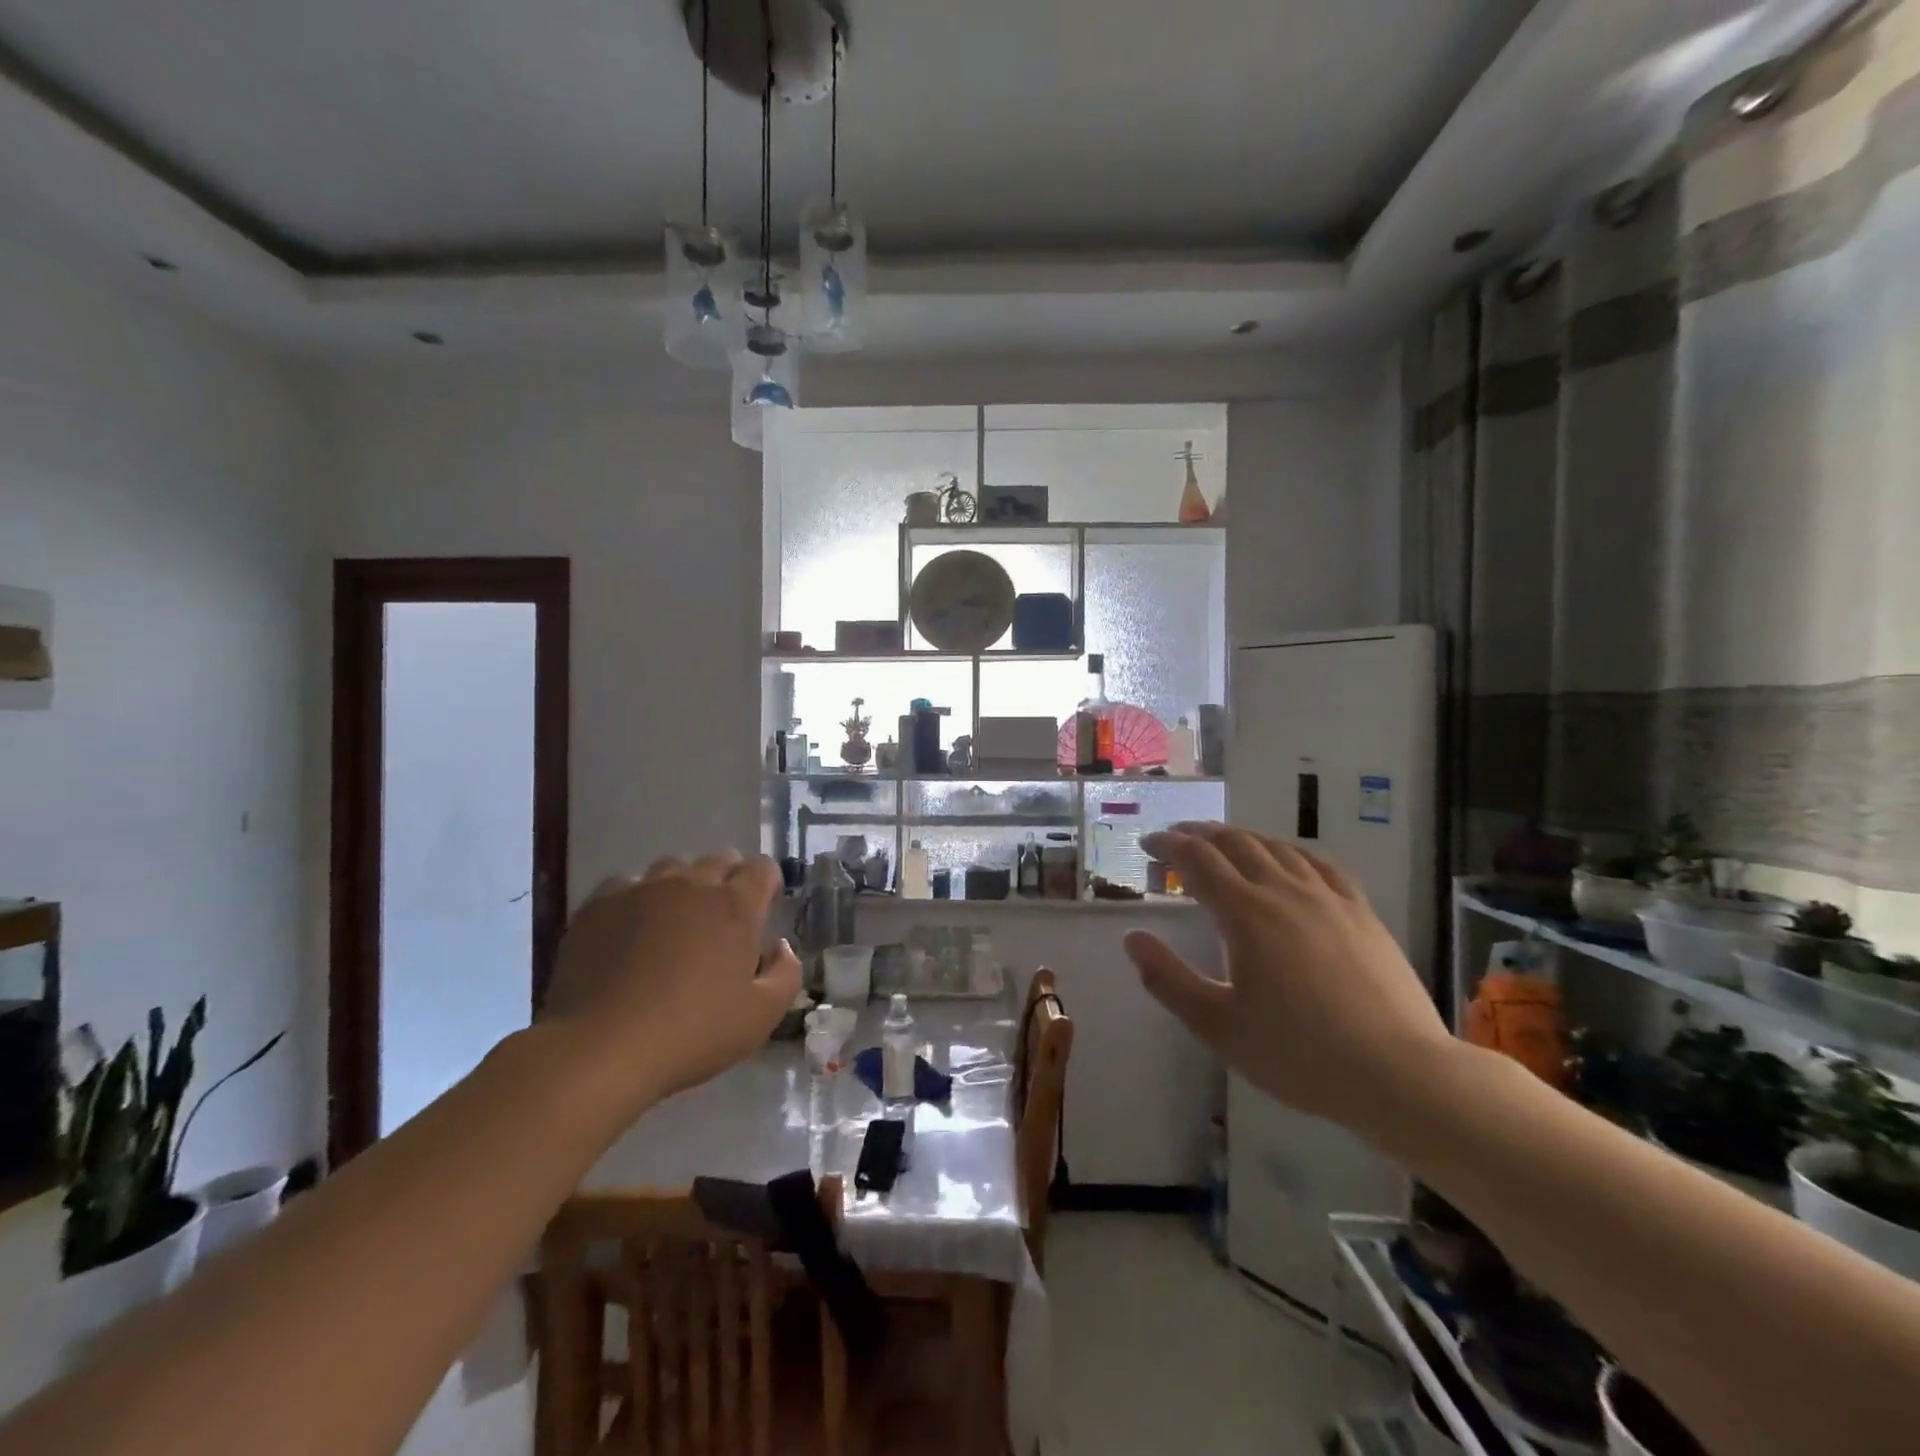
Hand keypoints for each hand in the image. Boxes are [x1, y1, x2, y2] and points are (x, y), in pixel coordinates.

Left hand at [540, 849, 802, 1107]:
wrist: (600, 1049)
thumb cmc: (691, 1033)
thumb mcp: (761, 1016)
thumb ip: (785, 973)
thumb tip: (780, 946)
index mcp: (735, 906)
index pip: (762, 868)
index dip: (767, 884)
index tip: (763, 910)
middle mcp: (692, 884)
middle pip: (719, 859)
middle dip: (728, 880)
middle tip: (722, 921)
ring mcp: (642, 889)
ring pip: (672, 868)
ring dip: (683, 886)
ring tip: (675, 922)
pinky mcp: (599, 904)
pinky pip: (627, 885)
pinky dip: (637, 900)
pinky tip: (631, 931)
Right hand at [1124, 823, 1452, 1133]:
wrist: (1399, 1073)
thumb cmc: (1298, 1053)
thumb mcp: (1218, 1025)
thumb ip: (1168, 980)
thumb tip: (1133, 939)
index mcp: (1244, 913)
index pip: (1196, 860)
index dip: (1168, 846)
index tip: (1148, 844)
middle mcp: (1283, 891)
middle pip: (1235, 843)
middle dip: (1199, 834)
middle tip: (1176, 837)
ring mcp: (1327, 898)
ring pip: (1276, 847)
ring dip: (1241, 837)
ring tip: (1222, 841)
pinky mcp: (1361, 912)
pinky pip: (1318, 864)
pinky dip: (1289, 851)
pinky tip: (1287, 859)